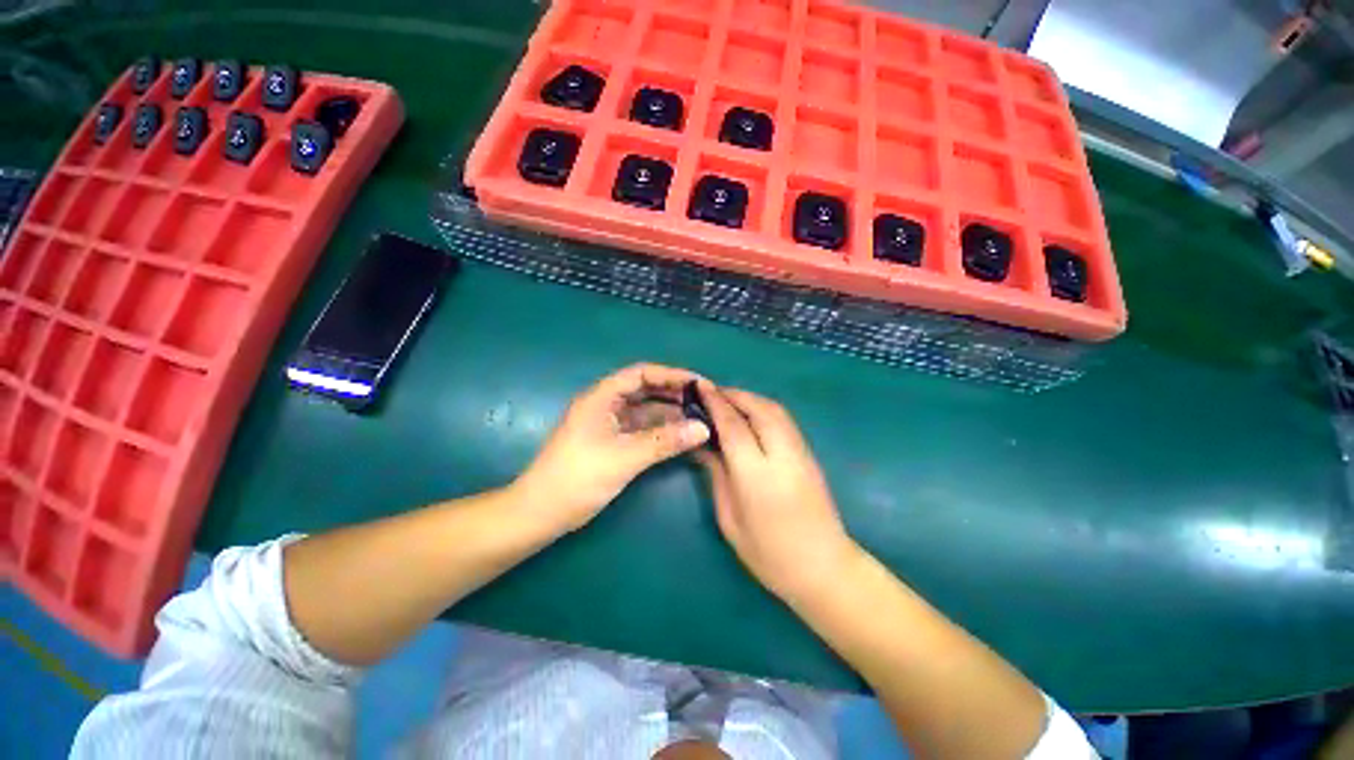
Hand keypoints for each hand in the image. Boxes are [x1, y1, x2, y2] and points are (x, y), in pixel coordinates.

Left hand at [512, 363, 710, 531]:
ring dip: (668, 412)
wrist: (541, 513)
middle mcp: (605, 405)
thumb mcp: (624, 457)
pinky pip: (641, 429)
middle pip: (644, 390)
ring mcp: (607, 424)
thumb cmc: (578, 478)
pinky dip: (660, 430)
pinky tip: (679, 435)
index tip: (698, 383)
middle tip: (703, 401)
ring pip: (644, 410)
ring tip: (698, 418)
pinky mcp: (611, 442)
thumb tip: (703, 429)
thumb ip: (664, 442)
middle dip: (672, 393)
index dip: (670, 374)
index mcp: (601, 397)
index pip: (640, 373)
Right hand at [695, 384, 860, 602]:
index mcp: (758, 475)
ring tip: (728, 400)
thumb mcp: (730, 518)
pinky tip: (750, 416)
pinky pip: (784, 420)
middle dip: (734, 395)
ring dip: (750, 399)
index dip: (715, 403)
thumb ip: (717, 475)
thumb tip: (703, 444)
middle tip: (712, 392)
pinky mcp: (809, 455)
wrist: (825, 569)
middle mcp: (783, 456)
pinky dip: (764, 409)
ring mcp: (801, 453)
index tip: (700, 387)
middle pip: (759, 409)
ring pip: (775, 410)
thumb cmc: (769, 554)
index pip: (734, 426)